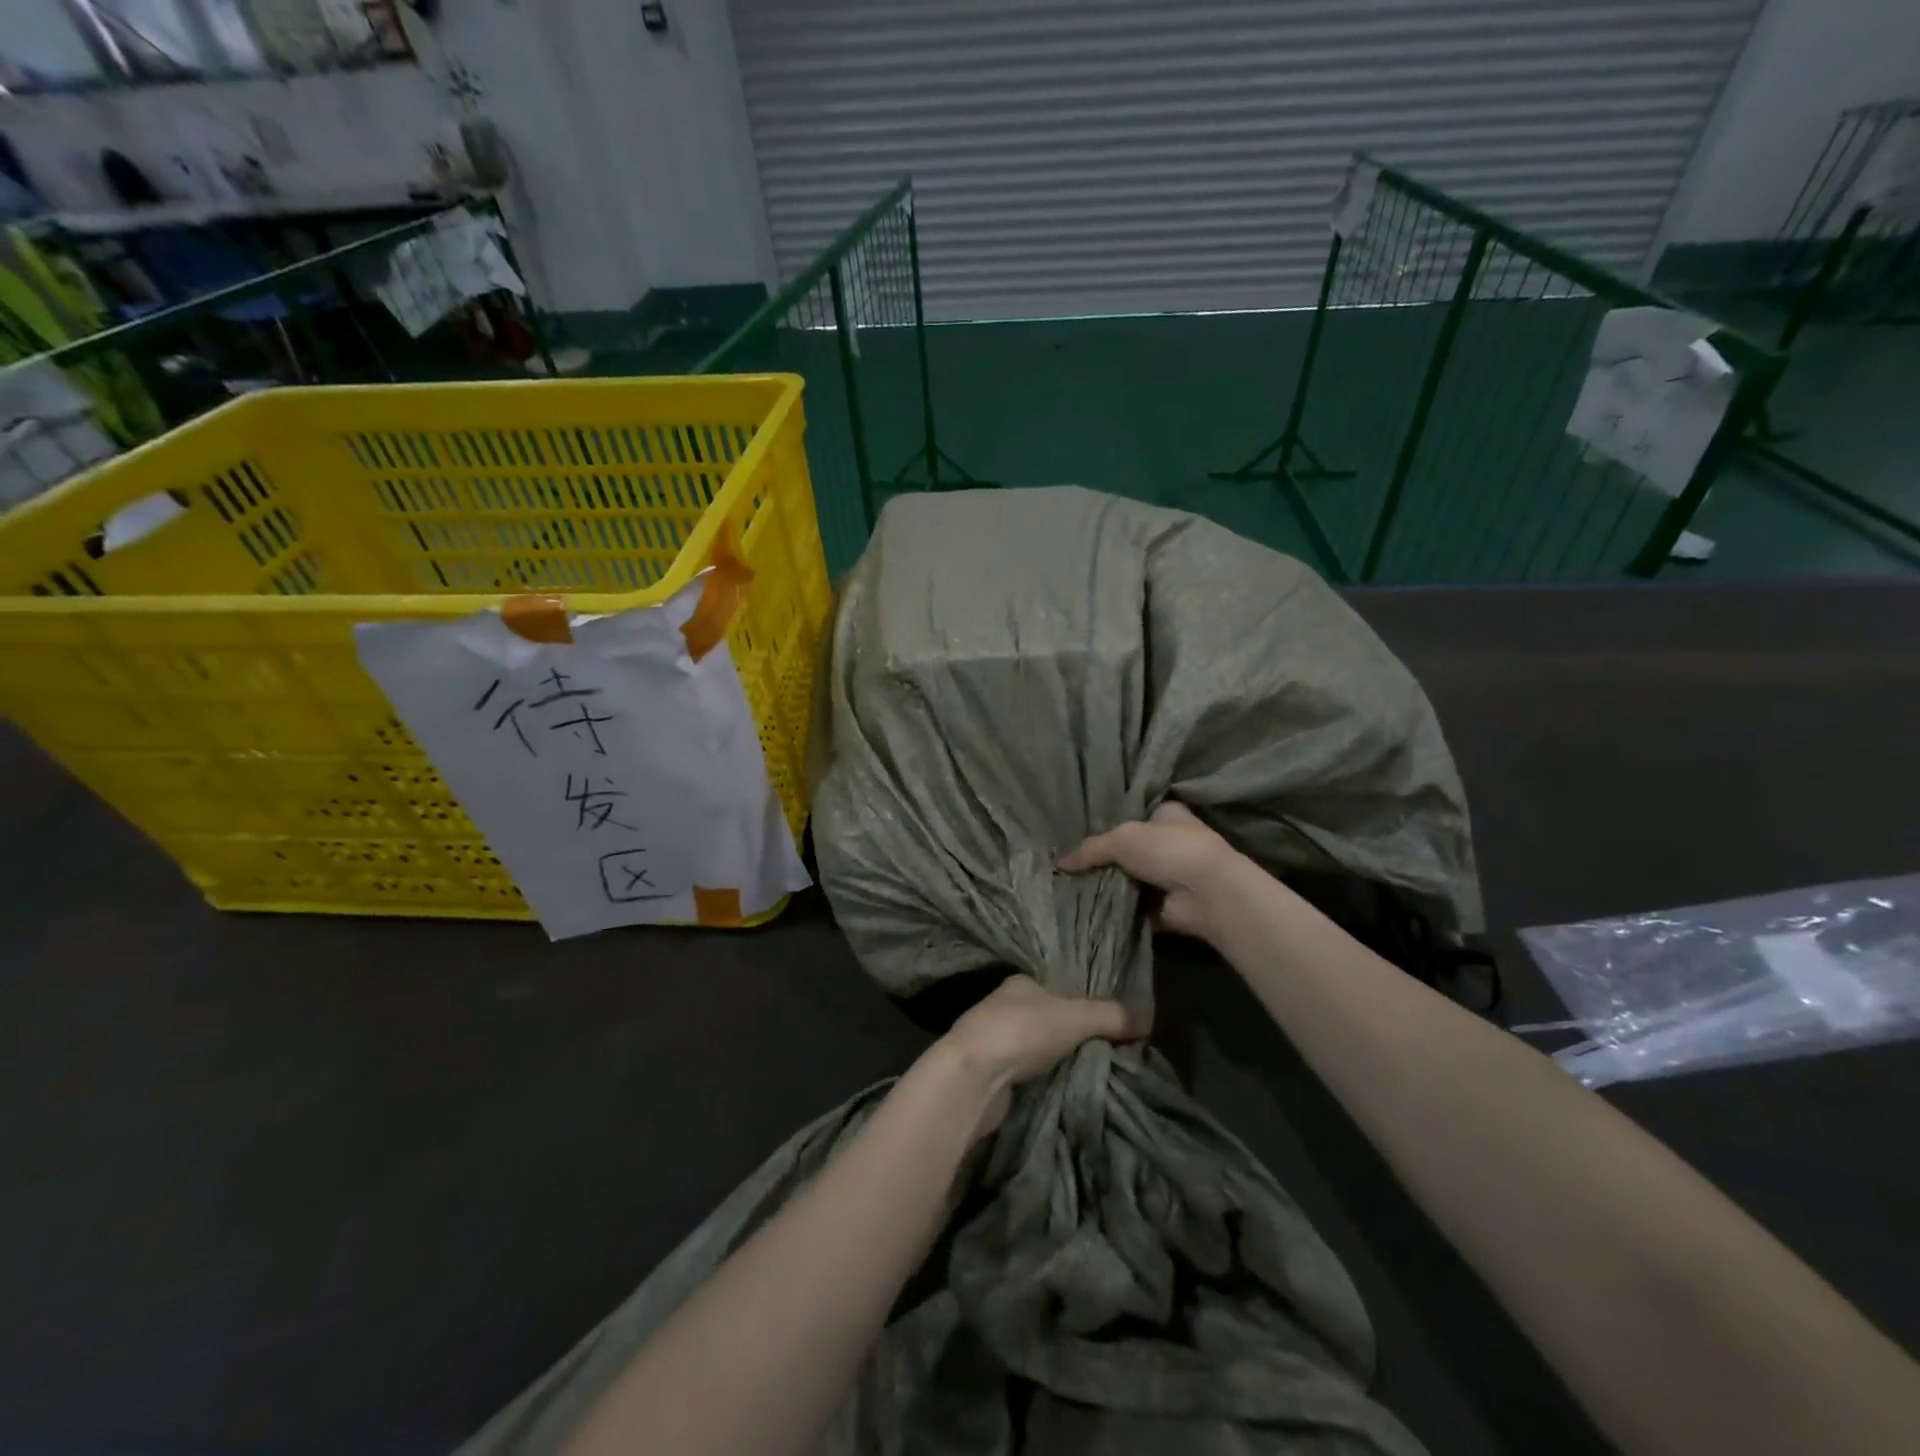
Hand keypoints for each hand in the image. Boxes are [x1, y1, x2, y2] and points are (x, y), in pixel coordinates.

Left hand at [933, 975, 1145, 1134]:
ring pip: (1039, 1048)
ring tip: (1096, 1071)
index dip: (1084, 1002)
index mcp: (1021, 983)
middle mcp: (1005, 1007)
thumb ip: (1111, 1015)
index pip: (1059, 988)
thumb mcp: (1075, 1017)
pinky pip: (1030, 1074)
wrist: (973, 1076)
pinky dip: (1047, 1080)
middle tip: (1111, 1050)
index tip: (1110, 1021)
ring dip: (1060, 1059)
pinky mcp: (993, 1073)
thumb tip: (1148, 1018)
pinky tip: (1067, 1088)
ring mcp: (996, 1041)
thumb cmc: (1021, 1031)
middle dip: (1074, 1034)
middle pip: (1050, 1019)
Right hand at [1058, 801, 1246, 943]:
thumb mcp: (1121, 839)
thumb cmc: (1168, 849)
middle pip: (1132, 850)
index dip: (1113, 824)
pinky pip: (1137, 909)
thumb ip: (1091, 849)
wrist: (1207, 892)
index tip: (1084, 836)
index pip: (1138, 815)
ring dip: (1113, 887)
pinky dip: (1120, 912)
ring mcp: (1173, 877)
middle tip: (1073, 868)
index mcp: (1168, 815)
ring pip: (1134, 880)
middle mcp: (1173, 843)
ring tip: (1075, 891)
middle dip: (1108, 860)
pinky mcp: (1170, 907)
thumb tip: (1059, 862)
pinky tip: (1092, 913)